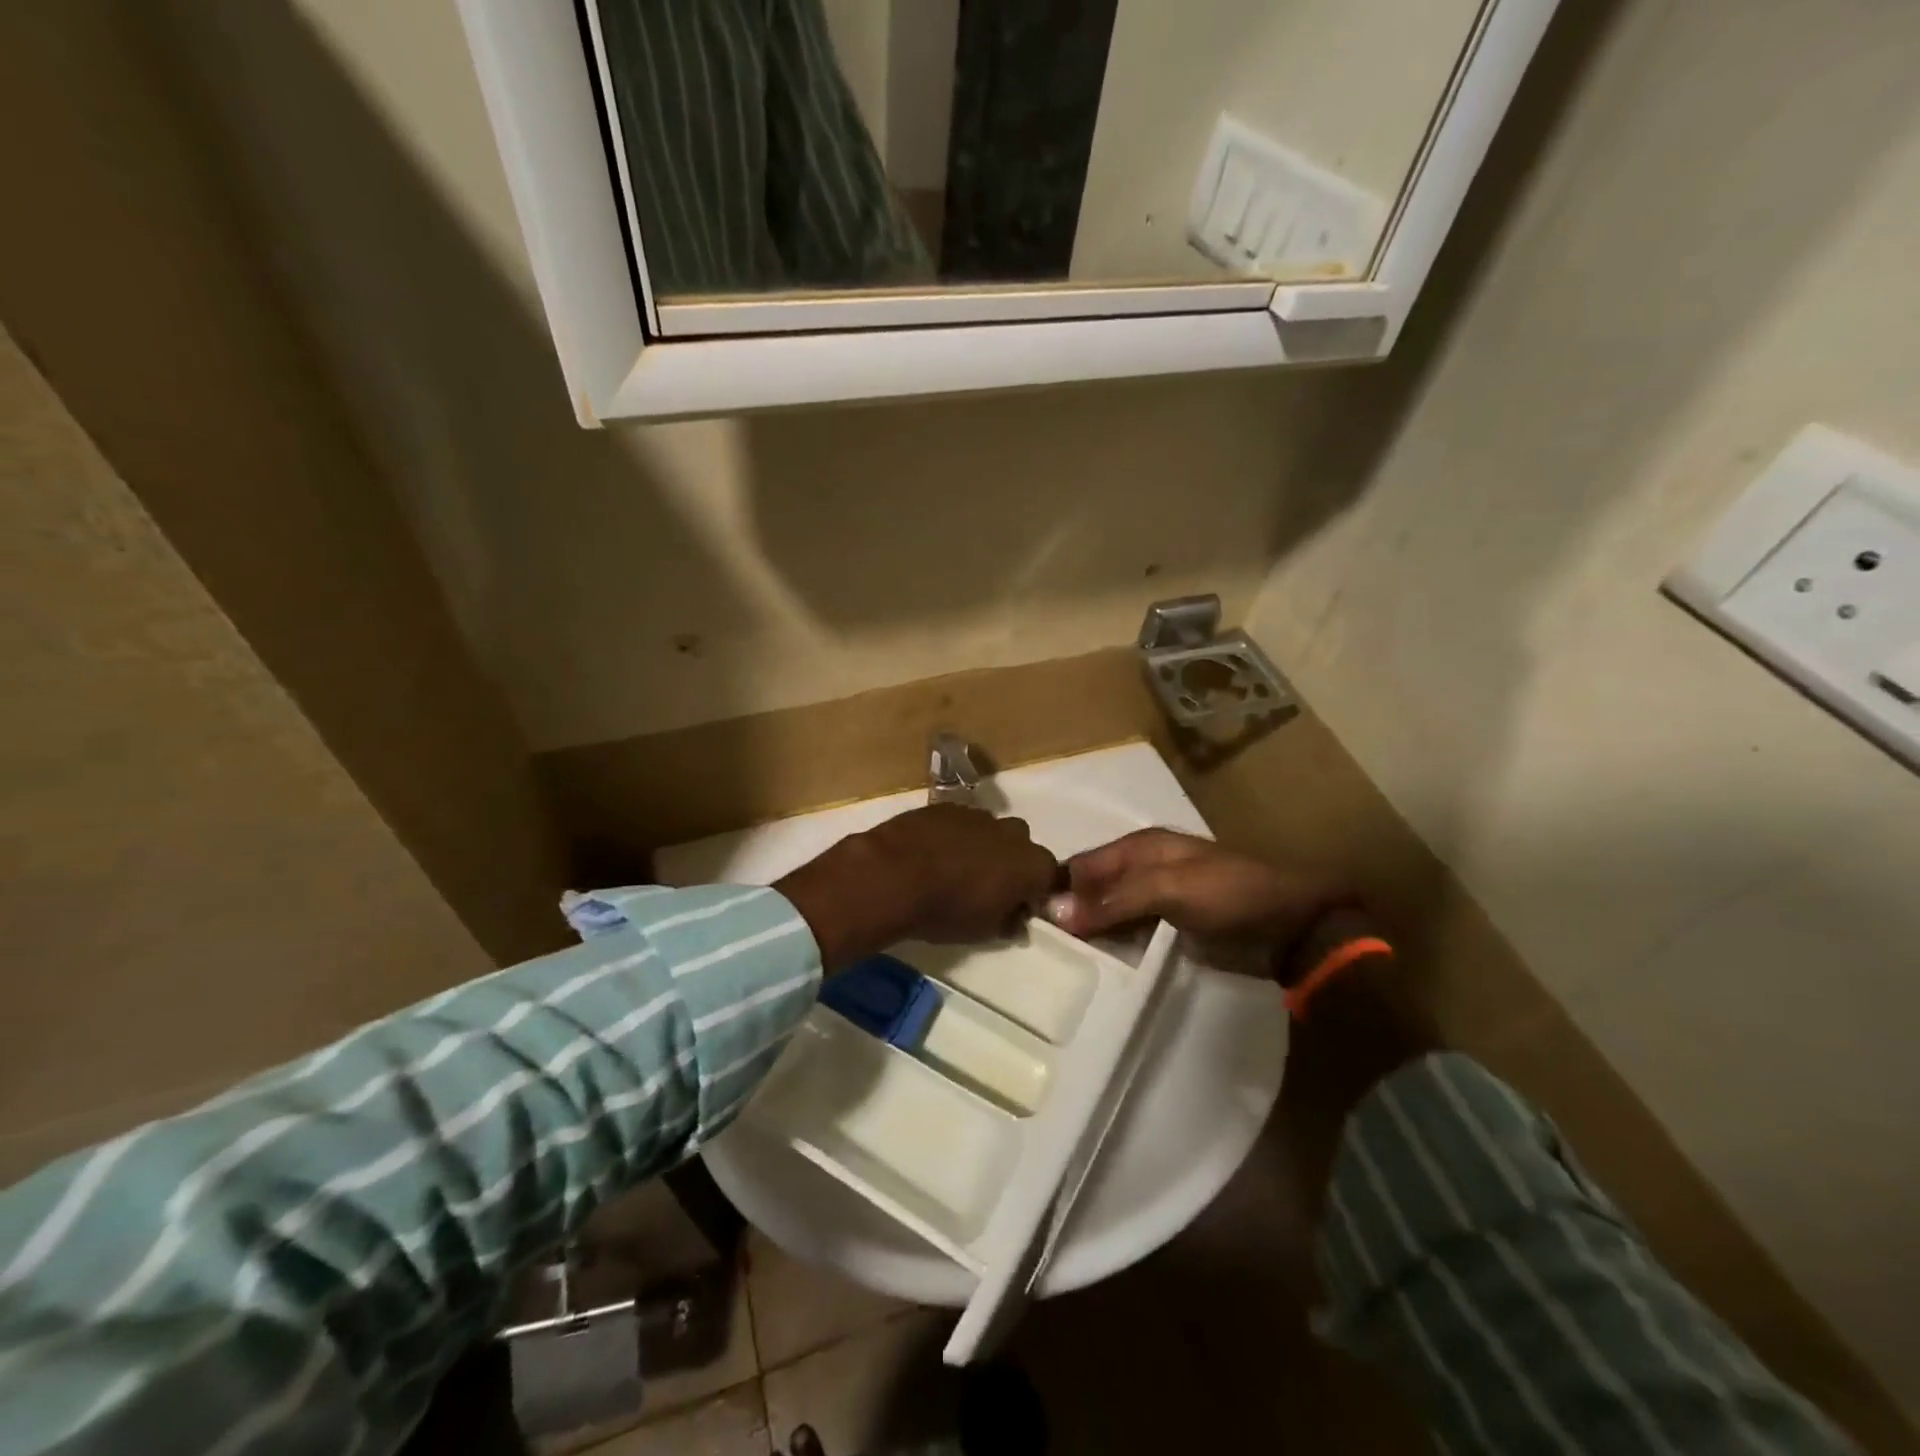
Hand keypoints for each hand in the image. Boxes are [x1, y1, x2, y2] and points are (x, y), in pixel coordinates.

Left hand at [777, 805, 1058, 970]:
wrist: (893, 875)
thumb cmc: (946, 910)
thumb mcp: (984, 930)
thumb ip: (1009, 920)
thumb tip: (1016, 917)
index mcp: (1031, 864)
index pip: (1049, 876)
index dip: (1034, 892)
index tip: (1017, 907)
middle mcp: (1012, 832)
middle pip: (1022, 847)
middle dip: (1010, 864)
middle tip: (987, 888)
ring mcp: (978, 814)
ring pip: (990, 831)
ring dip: (982, 847)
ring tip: (955, 870)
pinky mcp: (946, 806)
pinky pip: (961, 822)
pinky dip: (954, 836)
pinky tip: (932, 854)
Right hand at [1044, 829, 1331, 950]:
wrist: (1292, 927)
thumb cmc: (1230, 895)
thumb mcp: (1170, 889)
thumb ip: (1114, 900)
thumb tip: (1054, 912)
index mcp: (1141, 846)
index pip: (1083, 864)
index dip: (1059, 889)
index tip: (1029, 921)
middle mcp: (1142, 869)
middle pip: (1093, 889)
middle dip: (1070, 913)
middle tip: (1039, 948)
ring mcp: (1156, 901)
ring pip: (1108, 914)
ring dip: (1089, 933)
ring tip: (1058, 962)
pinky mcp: (1168, 929)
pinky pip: (1128, 936)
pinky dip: (1112, 948)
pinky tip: (1094, 967)